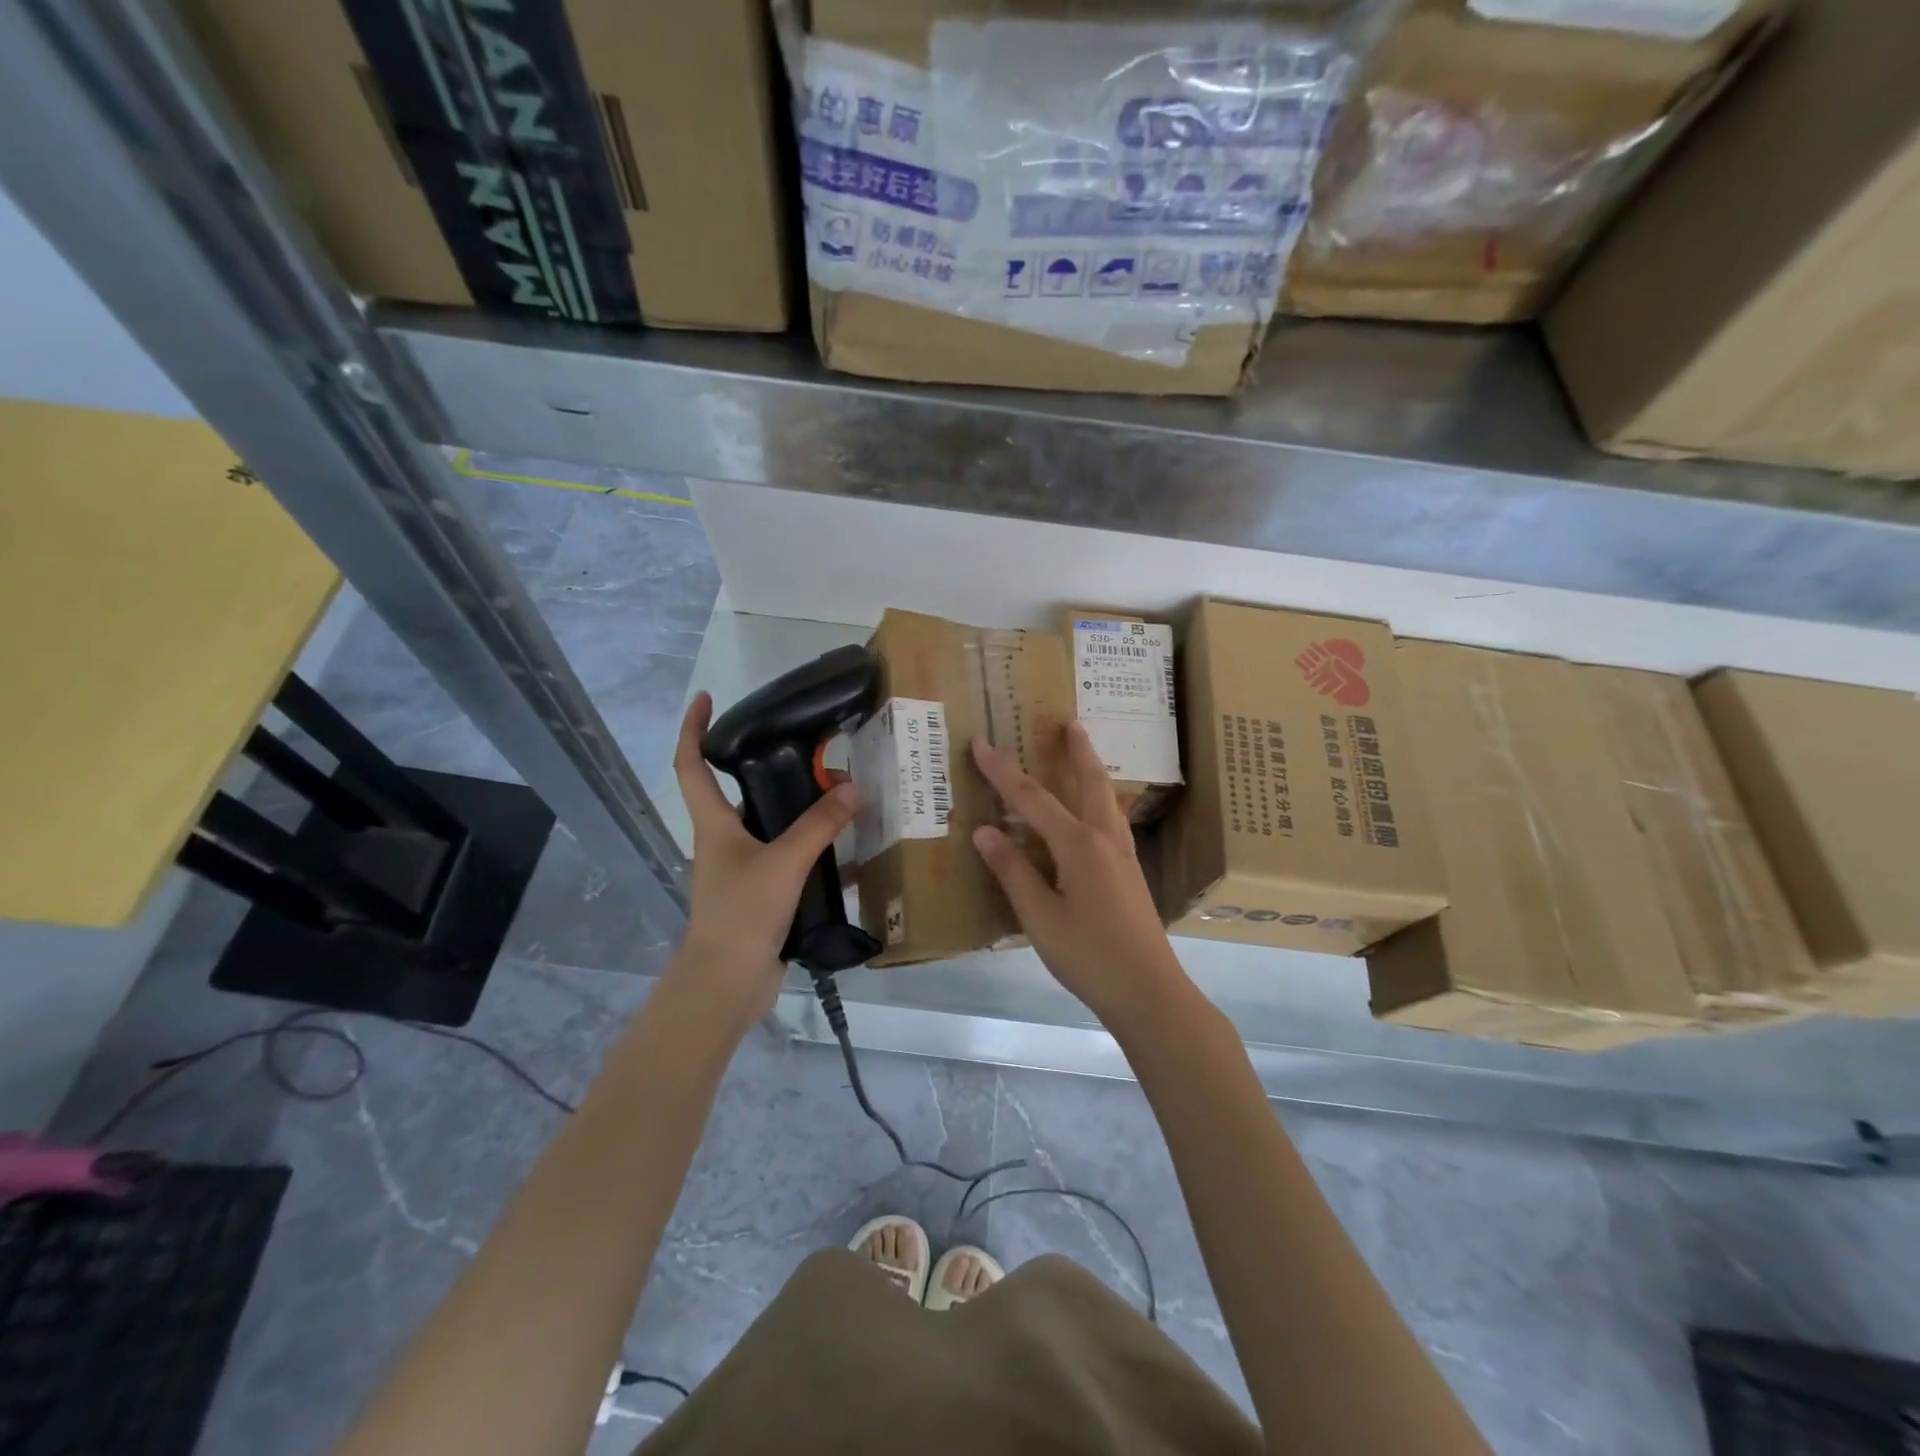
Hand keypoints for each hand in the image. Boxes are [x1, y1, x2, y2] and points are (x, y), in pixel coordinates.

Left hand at [669, 692, 859, 1031]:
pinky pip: (793, 862)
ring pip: (774, 827)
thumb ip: (819, 826)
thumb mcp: (783, 863)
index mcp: (714, 824)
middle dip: (773, 769)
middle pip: (742, 793)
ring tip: (842, 796)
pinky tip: (852, 853)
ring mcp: (744, 870)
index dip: (693, 728)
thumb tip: (852, 787)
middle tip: (815, 754)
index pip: (691, 765)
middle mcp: (724, 841)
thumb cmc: (741, 914)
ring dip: (802, 812)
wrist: (727, 984)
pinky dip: (818, 853)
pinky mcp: (764, 895)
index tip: (707, 698)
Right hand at [970, 722, 1190, 1031]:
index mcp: (1079, 844)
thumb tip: (985, 831)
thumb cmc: (1089, 955)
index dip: (1003, 771)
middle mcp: (1105, 839)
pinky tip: (1097, 813)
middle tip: (1070, 722)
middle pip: (1089, 783)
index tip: (981, 743)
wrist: (1149, 991)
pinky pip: (1113, 820)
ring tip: (1086, 751)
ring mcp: (1124, 856)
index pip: (1032, 798)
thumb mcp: (1040, 916)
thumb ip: (1013, 871)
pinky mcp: (1130, 874)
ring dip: (1093, 771)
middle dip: (1077, 751)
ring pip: (1107, 800)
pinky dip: (1100, 800)